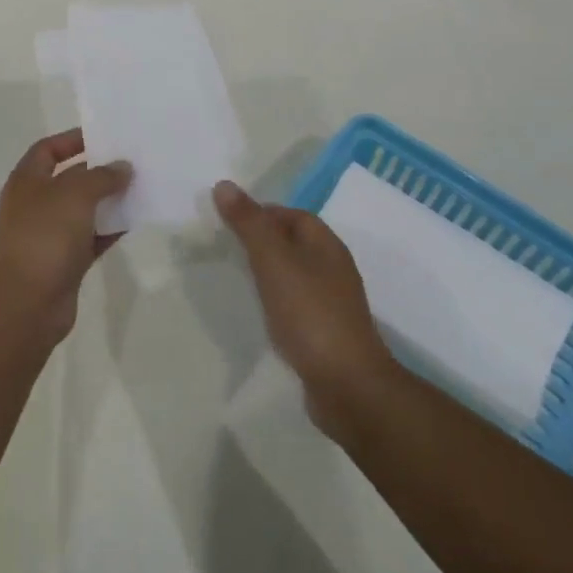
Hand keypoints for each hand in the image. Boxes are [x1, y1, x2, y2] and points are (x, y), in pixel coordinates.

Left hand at [0, 129, 130, 343]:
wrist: (28, 304)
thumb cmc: (45, 236)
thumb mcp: (75, 194)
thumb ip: (102, 176)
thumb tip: (123, 168)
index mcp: (27, 180)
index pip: (48, 149)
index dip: (73, 139)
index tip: (104, 137)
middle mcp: (35, 204)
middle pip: (69, 178)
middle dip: (98, 170)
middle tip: (131, 162)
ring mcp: (49, 234)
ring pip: (83, 209)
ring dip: (108, 200)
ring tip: (139, 188)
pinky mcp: (64, 261)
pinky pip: (91, 237)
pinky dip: (110, 229)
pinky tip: (134, 221)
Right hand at [214, 180, 395, 437]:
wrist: (348, 387)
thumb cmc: (310, 314)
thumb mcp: (273, 261)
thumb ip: (249, 223)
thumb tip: (224, 184)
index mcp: (325, 244)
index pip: (291, 214)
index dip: (260, 213)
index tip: (228, 223)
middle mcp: (333, 268)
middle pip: (292, 243)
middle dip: (261, 243)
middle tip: (226, 249)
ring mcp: (332, 303)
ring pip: (293, 275)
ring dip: (268, 274)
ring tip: (237, 280)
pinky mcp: (327, 334)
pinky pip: (296, 305)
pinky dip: (276, 303)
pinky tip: (259, 315)